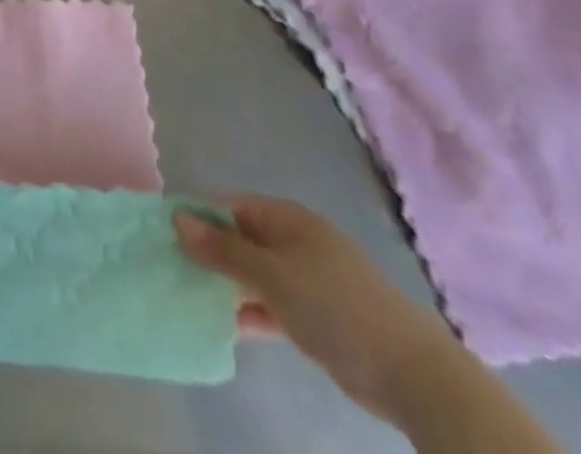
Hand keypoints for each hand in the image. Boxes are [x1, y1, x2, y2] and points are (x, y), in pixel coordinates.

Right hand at [175, 196, 458, 420]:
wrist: (412, 373)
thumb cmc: (333, 307)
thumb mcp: (270, 275)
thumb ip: (222, 249)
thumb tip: (177, 218)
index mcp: (285, 218)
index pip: (229, 206)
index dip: (199, 219)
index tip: (169, 240)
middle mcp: (295, 240)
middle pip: (242, 238)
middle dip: (211, 254)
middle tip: (177, 271)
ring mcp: (309, 278)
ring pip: (256, 273)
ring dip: (230, 285)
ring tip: (195, 298)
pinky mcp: (319, 314)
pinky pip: (274, 302)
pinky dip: (253, 310)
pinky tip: (230, 326)